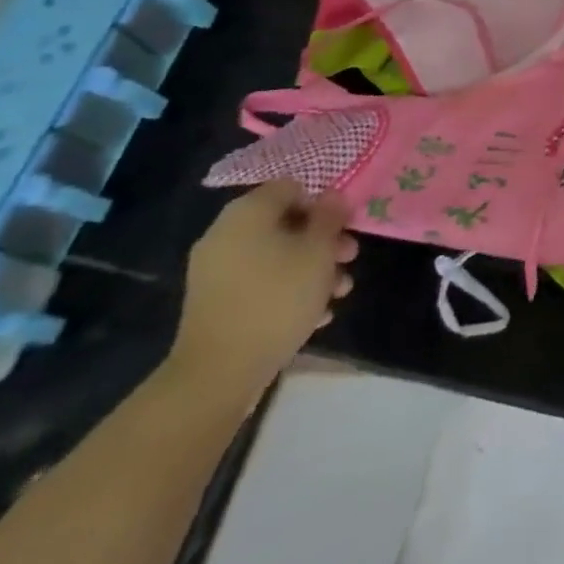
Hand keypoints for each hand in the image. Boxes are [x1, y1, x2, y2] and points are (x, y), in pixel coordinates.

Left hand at [165, 181, 357, 403]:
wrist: (217, 375)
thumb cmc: (277, 299)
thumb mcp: (318, 252)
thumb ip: (330, 217)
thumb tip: (332, 196)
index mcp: (247, 212)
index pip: (292, 188)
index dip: (323, 204)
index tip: (344, 228)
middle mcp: (225, 233)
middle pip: (285, 224)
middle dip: (322, 241)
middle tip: (349, 260)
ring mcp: (215, 271)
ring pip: (275, 256)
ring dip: (310, 270)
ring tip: (338, 294)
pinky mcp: (214, 304)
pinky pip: (259, 283)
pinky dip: (286, 291)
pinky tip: (314, 316)